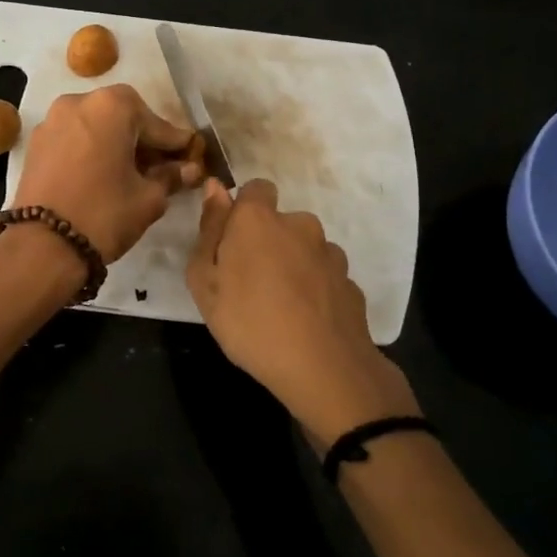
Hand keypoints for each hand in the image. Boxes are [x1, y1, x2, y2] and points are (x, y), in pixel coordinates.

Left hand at [12, 85, 204, 261]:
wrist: (42, 246)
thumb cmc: (104, 214)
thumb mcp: (149, 198)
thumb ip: (171, 177)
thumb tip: (188, 169)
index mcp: (112, 106)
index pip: (156, 123)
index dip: (175, 144)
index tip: (190, 157)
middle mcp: (78, 102)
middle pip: (123, 117)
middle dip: (142, 140)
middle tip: (160, 167)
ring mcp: (52, 121)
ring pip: (95, 127)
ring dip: (115, 144)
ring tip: (130, 174)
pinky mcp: (35, 144)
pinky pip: (73, 139)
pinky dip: (91, 151)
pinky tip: (101, 176)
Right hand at [188, 178, 418, 445]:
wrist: (322, 368)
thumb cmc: (249, 323)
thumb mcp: (206, 282)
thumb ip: (209, 230)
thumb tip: (215, 188)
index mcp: (259, 219)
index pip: (255, 189)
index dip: (242, 211)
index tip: (231, 242)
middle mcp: (300, 225)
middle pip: (280, 222)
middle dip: (266, 241)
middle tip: (248, 283)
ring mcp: (330, 253)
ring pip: (304, 249)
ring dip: (292, 264)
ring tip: (279, 306)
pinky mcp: (350, 281)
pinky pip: (324, 275)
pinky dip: (314, 289)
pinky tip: (305, 319)